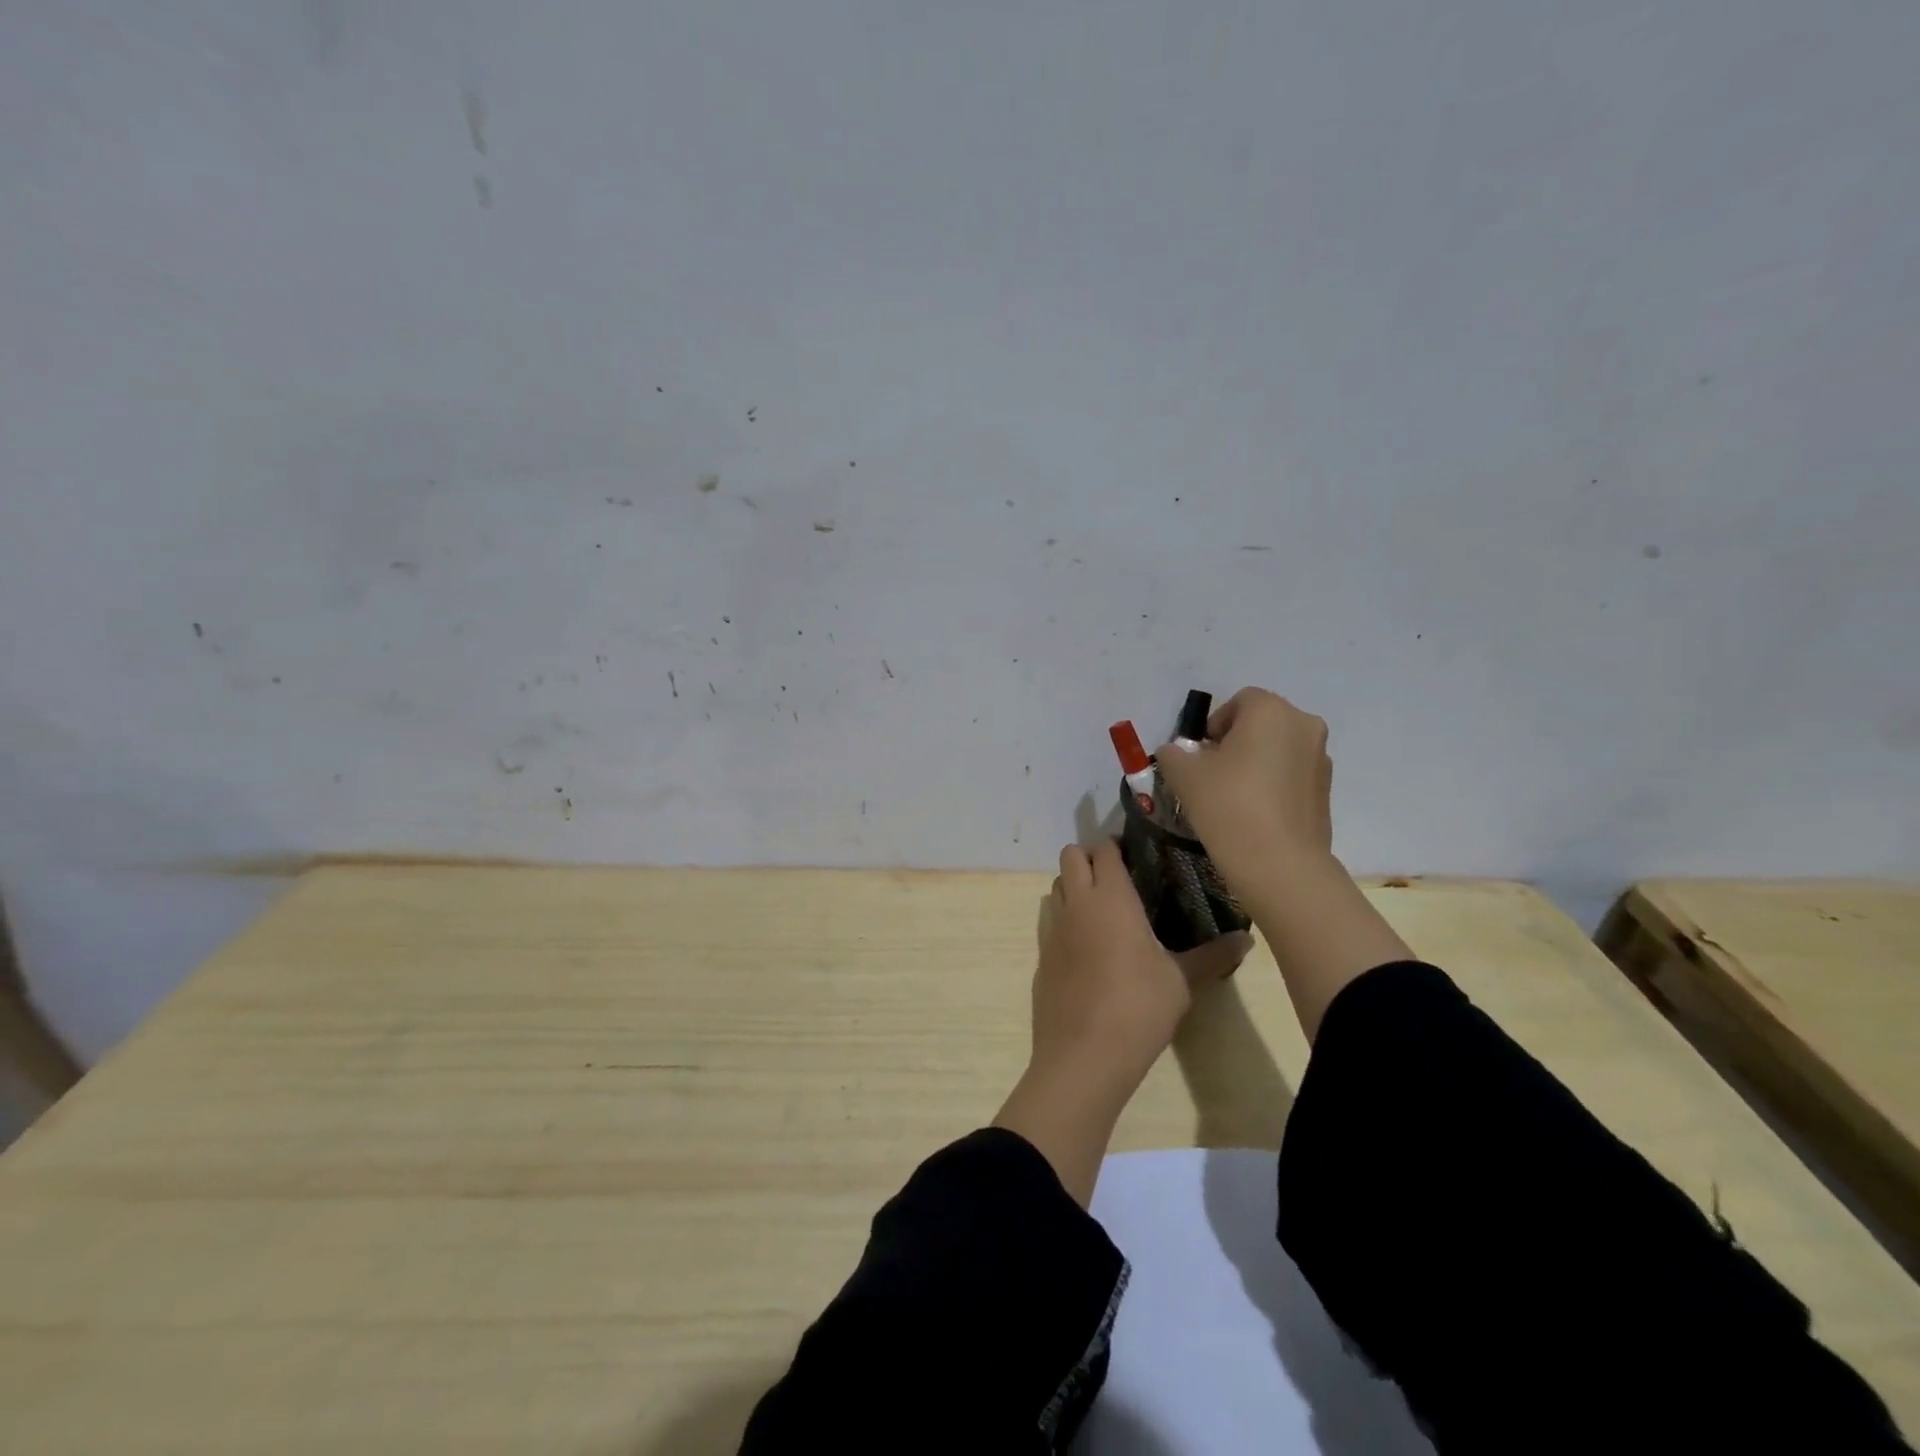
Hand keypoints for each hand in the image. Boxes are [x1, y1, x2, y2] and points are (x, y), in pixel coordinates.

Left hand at [1030, 840, 1243, 1096]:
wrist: (1083, 1055)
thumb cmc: (1138, 1007)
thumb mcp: (1181, 981)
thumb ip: (1211, 955)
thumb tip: (1248, 939)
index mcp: (1110, 897)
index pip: (1103, 850)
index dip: (1116, 846)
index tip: (1137, 854)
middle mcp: (1077, 903)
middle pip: (1070, 856)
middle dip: (1090, 857)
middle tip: (1119, 878)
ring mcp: (1053, 929)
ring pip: (1056, 886)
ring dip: (1074, 885)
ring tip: (1103, 908)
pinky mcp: (1041, 956)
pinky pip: (1050, 921)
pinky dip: (1065, 919)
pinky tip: (1088, 948)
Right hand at [1154, 687, 1333, 888]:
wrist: (1279, 863)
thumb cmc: (1228, 805)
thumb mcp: (1183, 775)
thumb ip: (1173, 753)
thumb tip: (1175, 752)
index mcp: (1270, 711)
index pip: (1239, 701)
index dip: (1214, 725)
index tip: (1199, 755)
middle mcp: (1303, 724)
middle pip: (1262, 722)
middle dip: (1236, 741)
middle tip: (1213, 773)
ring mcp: (1321, 758)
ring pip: (1279, 748)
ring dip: (1257, 761)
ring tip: (1233, 795)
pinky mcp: (1327, 789)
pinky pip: (1293, 773)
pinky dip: (1274, 783)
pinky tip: (1255, 812)